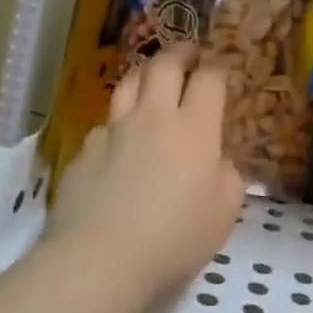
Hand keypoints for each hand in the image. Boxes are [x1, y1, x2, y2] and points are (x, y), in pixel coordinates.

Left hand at [46, 42, 245, 301]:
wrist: (100, 260)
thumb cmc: (175, 238)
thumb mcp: (223, 213)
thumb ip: (228, 178)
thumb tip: (217, 163)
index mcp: (195, 129)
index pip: (209, 80)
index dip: (217, 71)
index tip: (220, 73)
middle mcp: (153, 117)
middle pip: (163, 65)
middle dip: (179, 53)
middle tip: (187, 53)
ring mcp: (114, 131)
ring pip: (128, 83)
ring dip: (144, 73)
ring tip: (151, 77)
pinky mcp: (84, 151)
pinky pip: (105, 123)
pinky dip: (119, 120)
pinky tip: (120, 138)